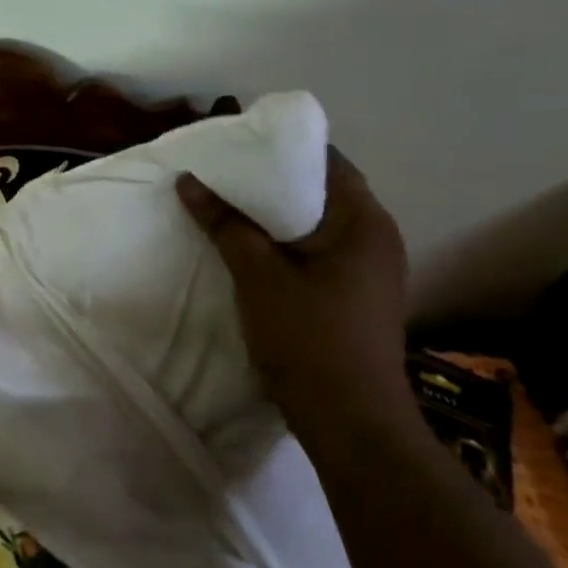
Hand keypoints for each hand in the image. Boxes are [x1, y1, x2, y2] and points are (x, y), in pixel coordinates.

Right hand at [176, 150, 413, 442]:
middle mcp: (377, 238)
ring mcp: (372, 271)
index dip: (282, 148)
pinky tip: (253, 249)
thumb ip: (225, 224)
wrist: (350, 422)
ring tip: (230, 207)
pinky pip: (321, 252)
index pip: (328, 161)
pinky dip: (288, 243)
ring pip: (319, 225)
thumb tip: (189, 180)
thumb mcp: (258, 275)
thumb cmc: (309, 338)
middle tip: (225, 174)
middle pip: (323, 191)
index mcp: (364, 222)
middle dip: (274, 182)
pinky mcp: (359, 297)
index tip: (238, 145)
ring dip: (278, 216)